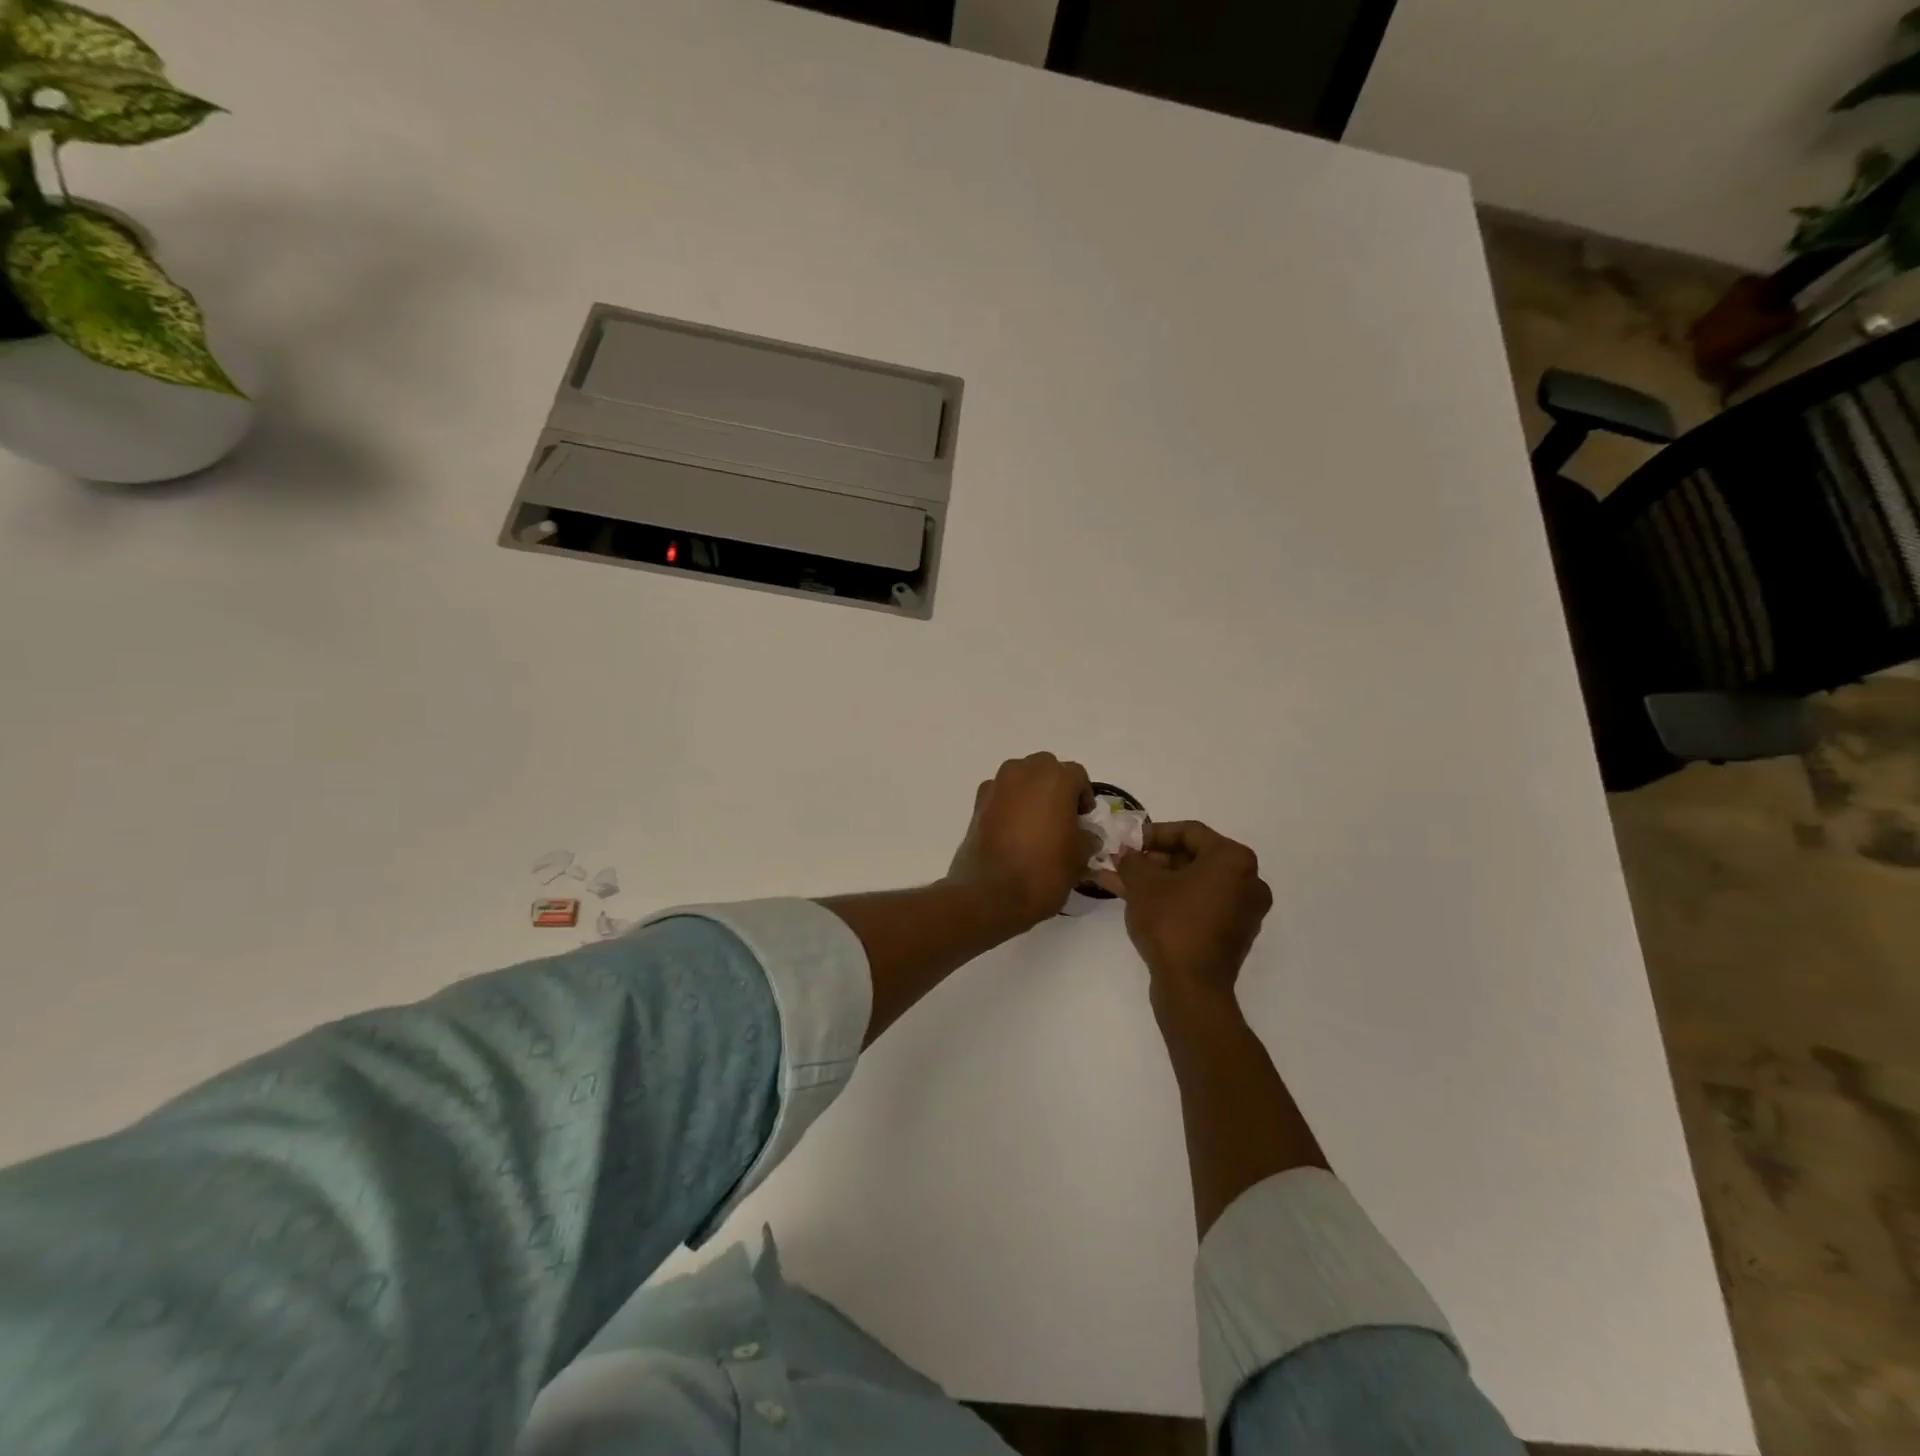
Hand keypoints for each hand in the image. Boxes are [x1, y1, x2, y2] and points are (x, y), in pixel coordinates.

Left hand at [946, 753, 1098, 929]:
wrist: (991, 893)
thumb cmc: (1044, 871)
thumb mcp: (1079, 858)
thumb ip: (1087, 838)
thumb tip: (1086, 835)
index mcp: (1055, 779)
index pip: (1077, 775)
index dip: (1083, 796)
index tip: (1083, 819)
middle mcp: (1024, 772)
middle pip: (1046, 769)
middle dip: (1056, 787)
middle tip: (1061, 817)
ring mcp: (997, 785)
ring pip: (1021, 777)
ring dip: (1031, 792)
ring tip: (1036, 824)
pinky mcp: (977, 802)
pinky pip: (1001, 793)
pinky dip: (1009, 804)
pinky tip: (1013, 831)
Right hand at [1110, 821, 1272, 1006]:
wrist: (1192, 986)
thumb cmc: (1171, 922)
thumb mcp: (1142, 883)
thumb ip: (1132, 860)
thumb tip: (1126, 854)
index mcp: (1234, 859)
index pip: (1189, 832)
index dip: (1153, 833)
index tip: (1128, 842)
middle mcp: (1248, 880)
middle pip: (1193, 858)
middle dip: (1154, 860)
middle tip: (1125, 863)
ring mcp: (1243, 910)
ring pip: (1193, 883)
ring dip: (1158, 881)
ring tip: (1121, 882)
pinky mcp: (1233, 934)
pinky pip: (1199, 905)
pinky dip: (1172, 900)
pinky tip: (1137, 902)